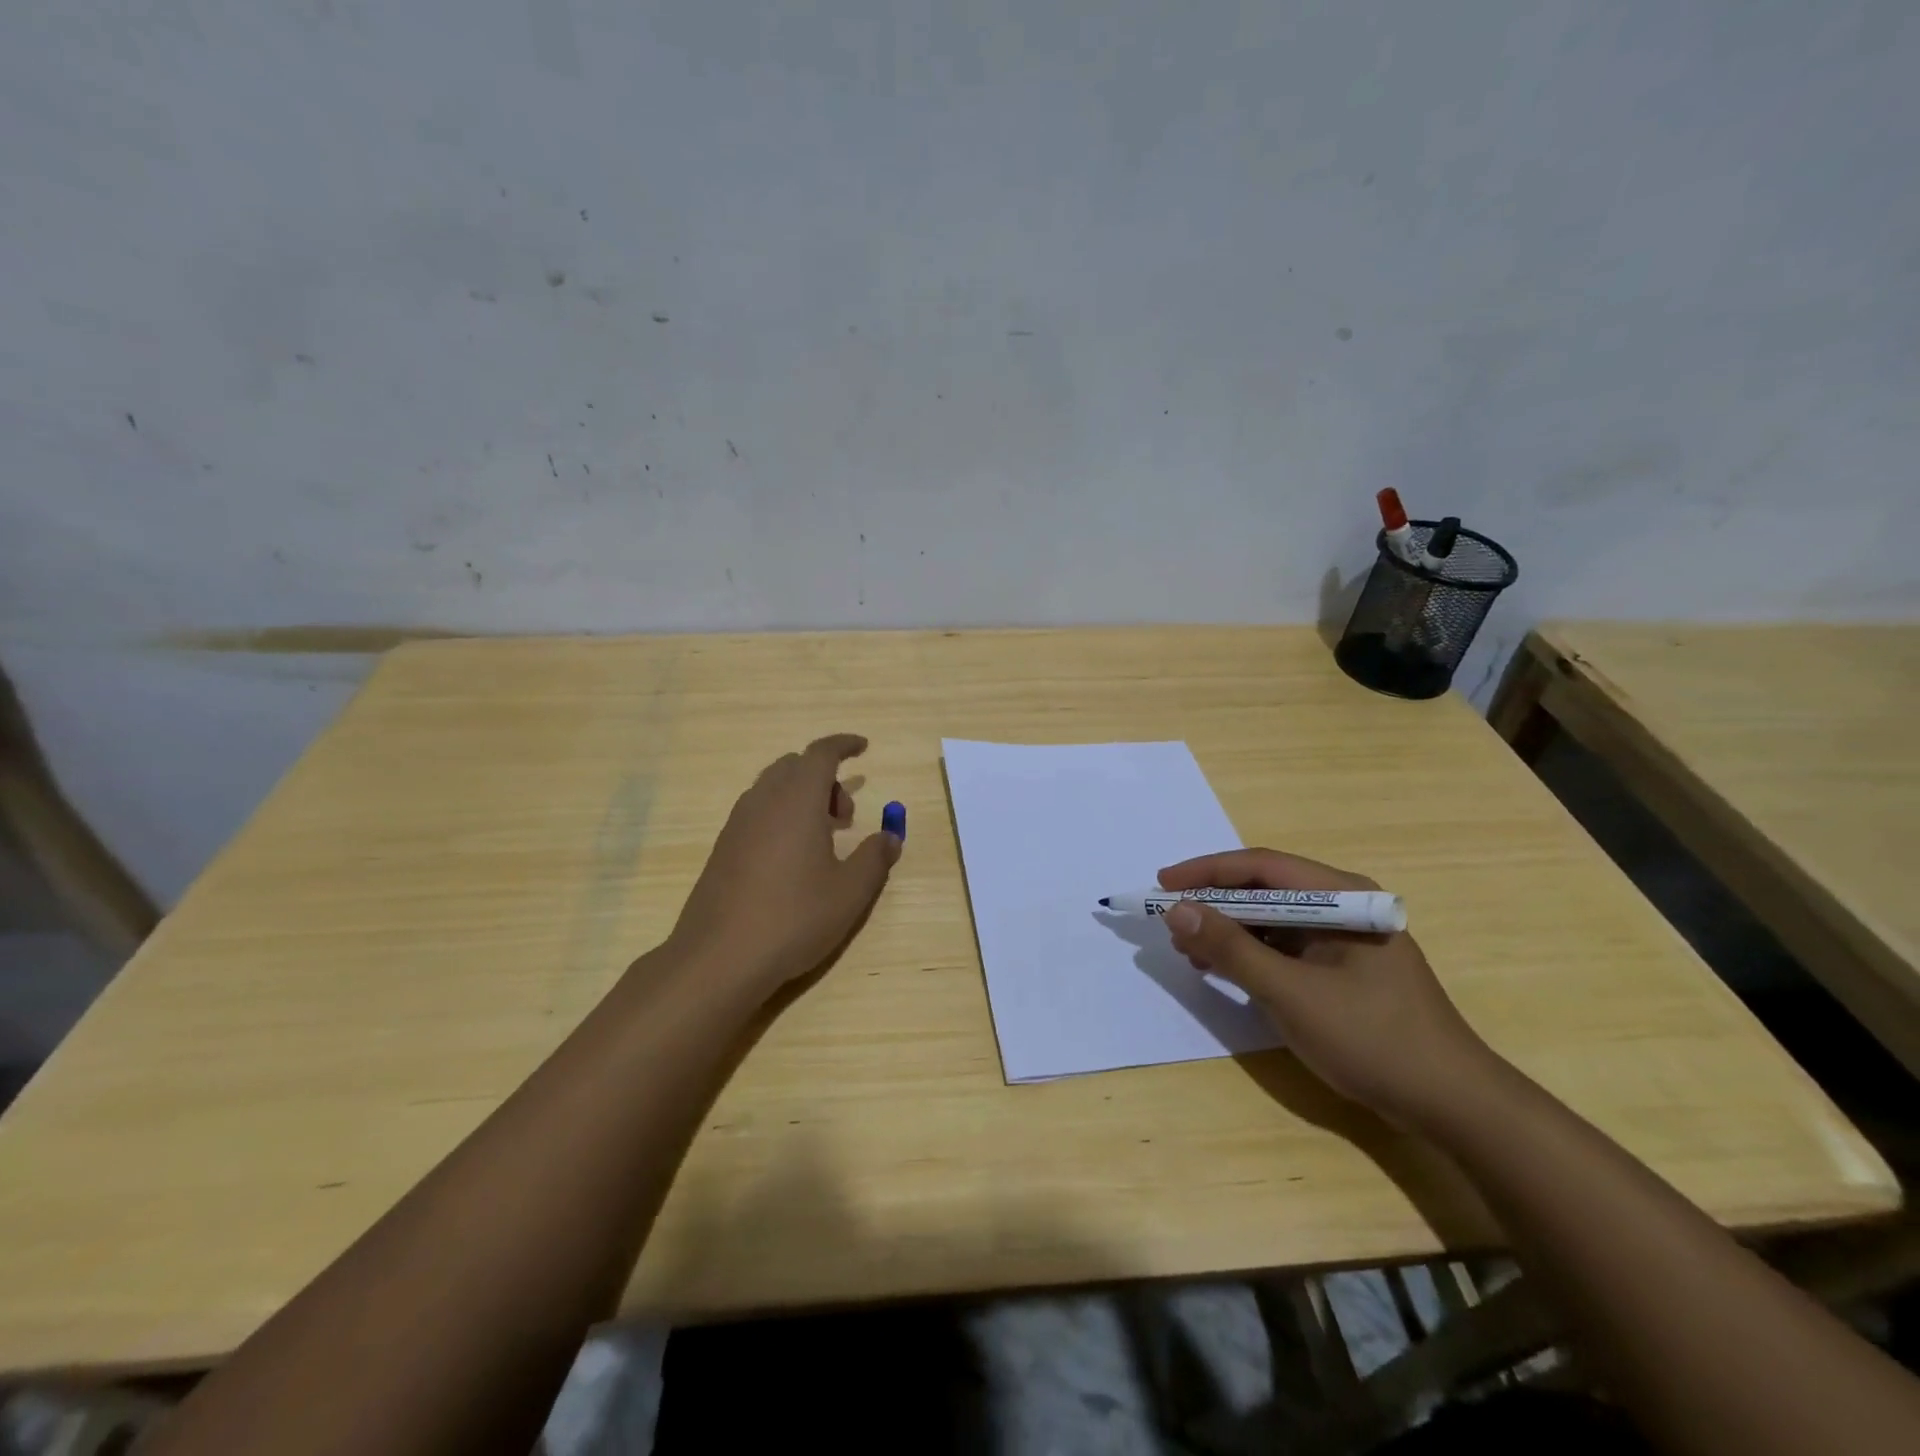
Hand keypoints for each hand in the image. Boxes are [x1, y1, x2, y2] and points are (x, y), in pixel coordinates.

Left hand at [667, 734, 901, 997]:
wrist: (719, 957)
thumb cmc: (794, 917)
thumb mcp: (850, 892)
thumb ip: (875, 857)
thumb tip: (891, 836)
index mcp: (797, 800)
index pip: (820, 753)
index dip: (844, 745)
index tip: (864, 747)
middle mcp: (763, 801)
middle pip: (794, 766)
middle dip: (825, 777)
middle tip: (846, 815)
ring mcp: (737, 824)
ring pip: (773, 788)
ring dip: (802, 797)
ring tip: (823, 837)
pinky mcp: (722, 848)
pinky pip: (757, 811)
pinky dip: (781, 815)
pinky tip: (792, 858)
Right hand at [1158, 849, 1496, 1129]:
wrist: (1452, 1105)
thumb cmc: (1373, 1039)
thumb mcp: (1291, 993)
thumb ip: (1232, 949)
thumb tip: (1177, 910)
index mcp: (1342, 897)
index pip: (1262, 867)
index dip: (1207, 872)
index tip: (1163, 884)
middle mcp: (1344, 907)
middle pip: (1265, 890)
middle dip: (1215, 905)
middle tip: (1172, 924)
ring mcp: (1345, 939)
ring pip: (1273, 920)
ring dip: (1230, 932)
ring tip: (1191, 952)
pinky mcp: (1343, 968)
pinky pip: (1286, 947)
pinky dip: (1251, 955)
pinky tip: (1225, 971)